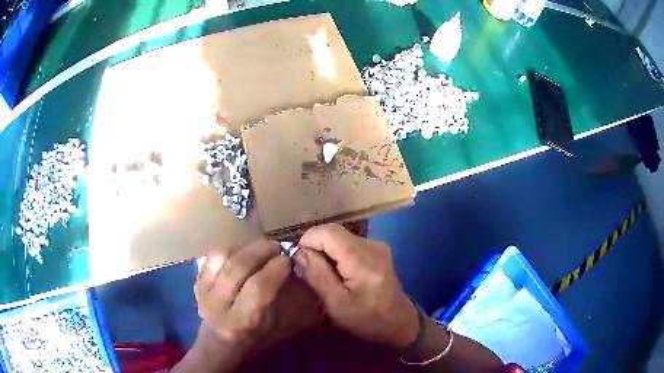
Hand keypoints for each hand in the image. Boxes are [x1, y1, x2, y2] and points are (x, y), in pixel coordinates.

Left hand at [193, 239, 322, 368]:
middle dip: (260, 250)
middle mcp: (219, 306)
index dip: (274, 269)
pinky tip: (242, 252)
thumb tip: (295, 267)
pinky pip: (212, 256)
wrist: (220, 342)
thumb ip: (287, 300)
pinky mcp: (196, 282)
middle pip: (237, 267)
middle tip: (275, 247)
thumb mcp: (278, 327)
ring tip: (260, 247)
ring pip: (222, 257)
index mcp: (242, 321)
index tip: (287, 259)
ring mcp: (203, 292)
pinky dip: (231, 249)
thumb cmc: (256, 337)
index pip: (257, 288)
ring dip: (245, 247)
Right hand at [293, 224, 418, 350]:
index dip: (308, 241)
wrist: (399, 323)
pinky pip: (349, 244)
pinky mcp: (377, 250)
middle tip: (308, 271)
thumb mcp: (336, 304)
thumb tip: (298, 252)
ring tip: (322, 274)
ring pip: (340, 237)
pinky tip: (337, 273)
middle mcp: (372, 244)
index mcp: (362, 258)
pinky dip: (337, 254)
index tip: (299, 262)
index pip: (327, 232)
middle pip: (333, 233)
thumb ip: (317, 275)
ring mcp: (377, 245)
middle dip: (316, 248)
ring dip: (326, 252)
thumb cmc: (367, 319)